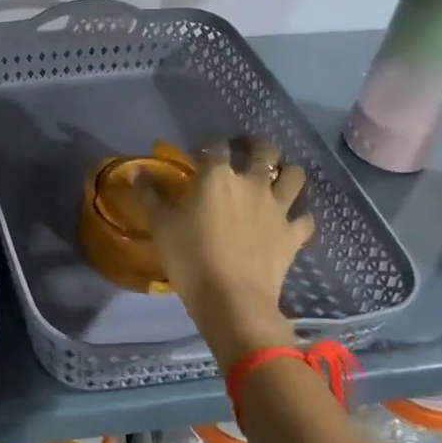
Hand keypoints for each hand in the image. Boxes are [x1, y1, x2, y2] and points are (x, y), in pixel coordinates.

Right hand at [148, 141, 314, 364]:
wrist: (232, 300)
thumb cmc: (190, 258)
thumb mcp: (161, 225)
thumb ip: (149, 195)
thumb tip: (136, 172)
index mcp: (217, 176)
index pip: (216, 144)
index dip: (209, 142)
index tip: (200, 150)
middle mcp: (251, 183)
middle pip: (264, 149)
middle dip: (255, 145)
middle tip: (244, 151)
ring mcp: (277, 208)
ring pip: (294, 175)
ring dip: (286, 172)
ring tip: (274, 178)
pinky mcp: (293, 234)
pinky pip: (306, 218)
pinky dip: (299, 216)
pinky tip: (290, 220)